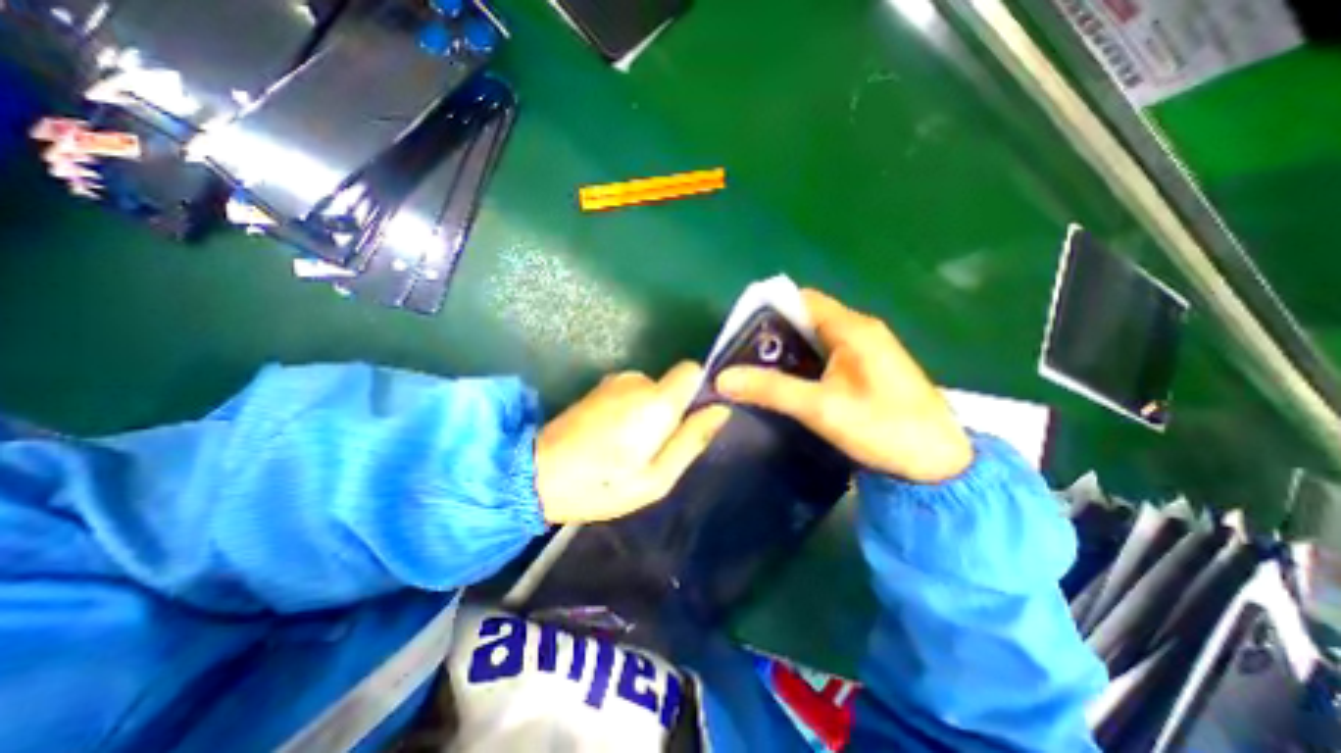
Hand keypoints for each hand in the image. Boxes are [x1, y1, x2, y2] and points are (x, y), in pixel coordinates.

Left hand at [532, 361, 729, 519]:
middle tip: (654, 449)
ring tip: (631, 448)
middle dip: (671, 411)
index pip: (692, 370)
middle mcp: (636, 380)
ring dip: (650, 413)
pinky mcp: (599, 388)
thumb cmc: (602, 485)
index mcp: (655, 401)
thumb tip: (721, 410)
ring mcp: (614, 382)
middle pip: (671, 385)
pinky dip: (631, 411)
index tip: (691, 419)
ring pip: (651, 391)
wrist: (537, 475)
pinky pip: (632, 393)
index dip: (698, 390)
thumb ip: (692, 440)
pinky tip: (613, 438)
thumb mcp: (657, 478)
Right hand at [717, 290, 970, 483]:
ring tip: (754, 370)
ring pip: (814, 339)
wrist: (938, 466)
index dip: (770, 310)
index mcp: (853, 328)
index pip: (802, 301)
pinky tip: (786, 384)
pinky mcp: (866, 370)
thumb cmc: (884, 428)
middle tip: (741, 357)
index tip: (740, 332)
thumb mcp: (822, 408)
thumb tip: (723, 378)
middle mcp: (859, 331)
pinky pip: (826, 356)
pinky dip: (803, 364)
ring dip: (786, 351)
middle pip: (806, 319)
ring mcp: (865, 351)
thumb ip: (772, 390)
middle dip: (773, 335)